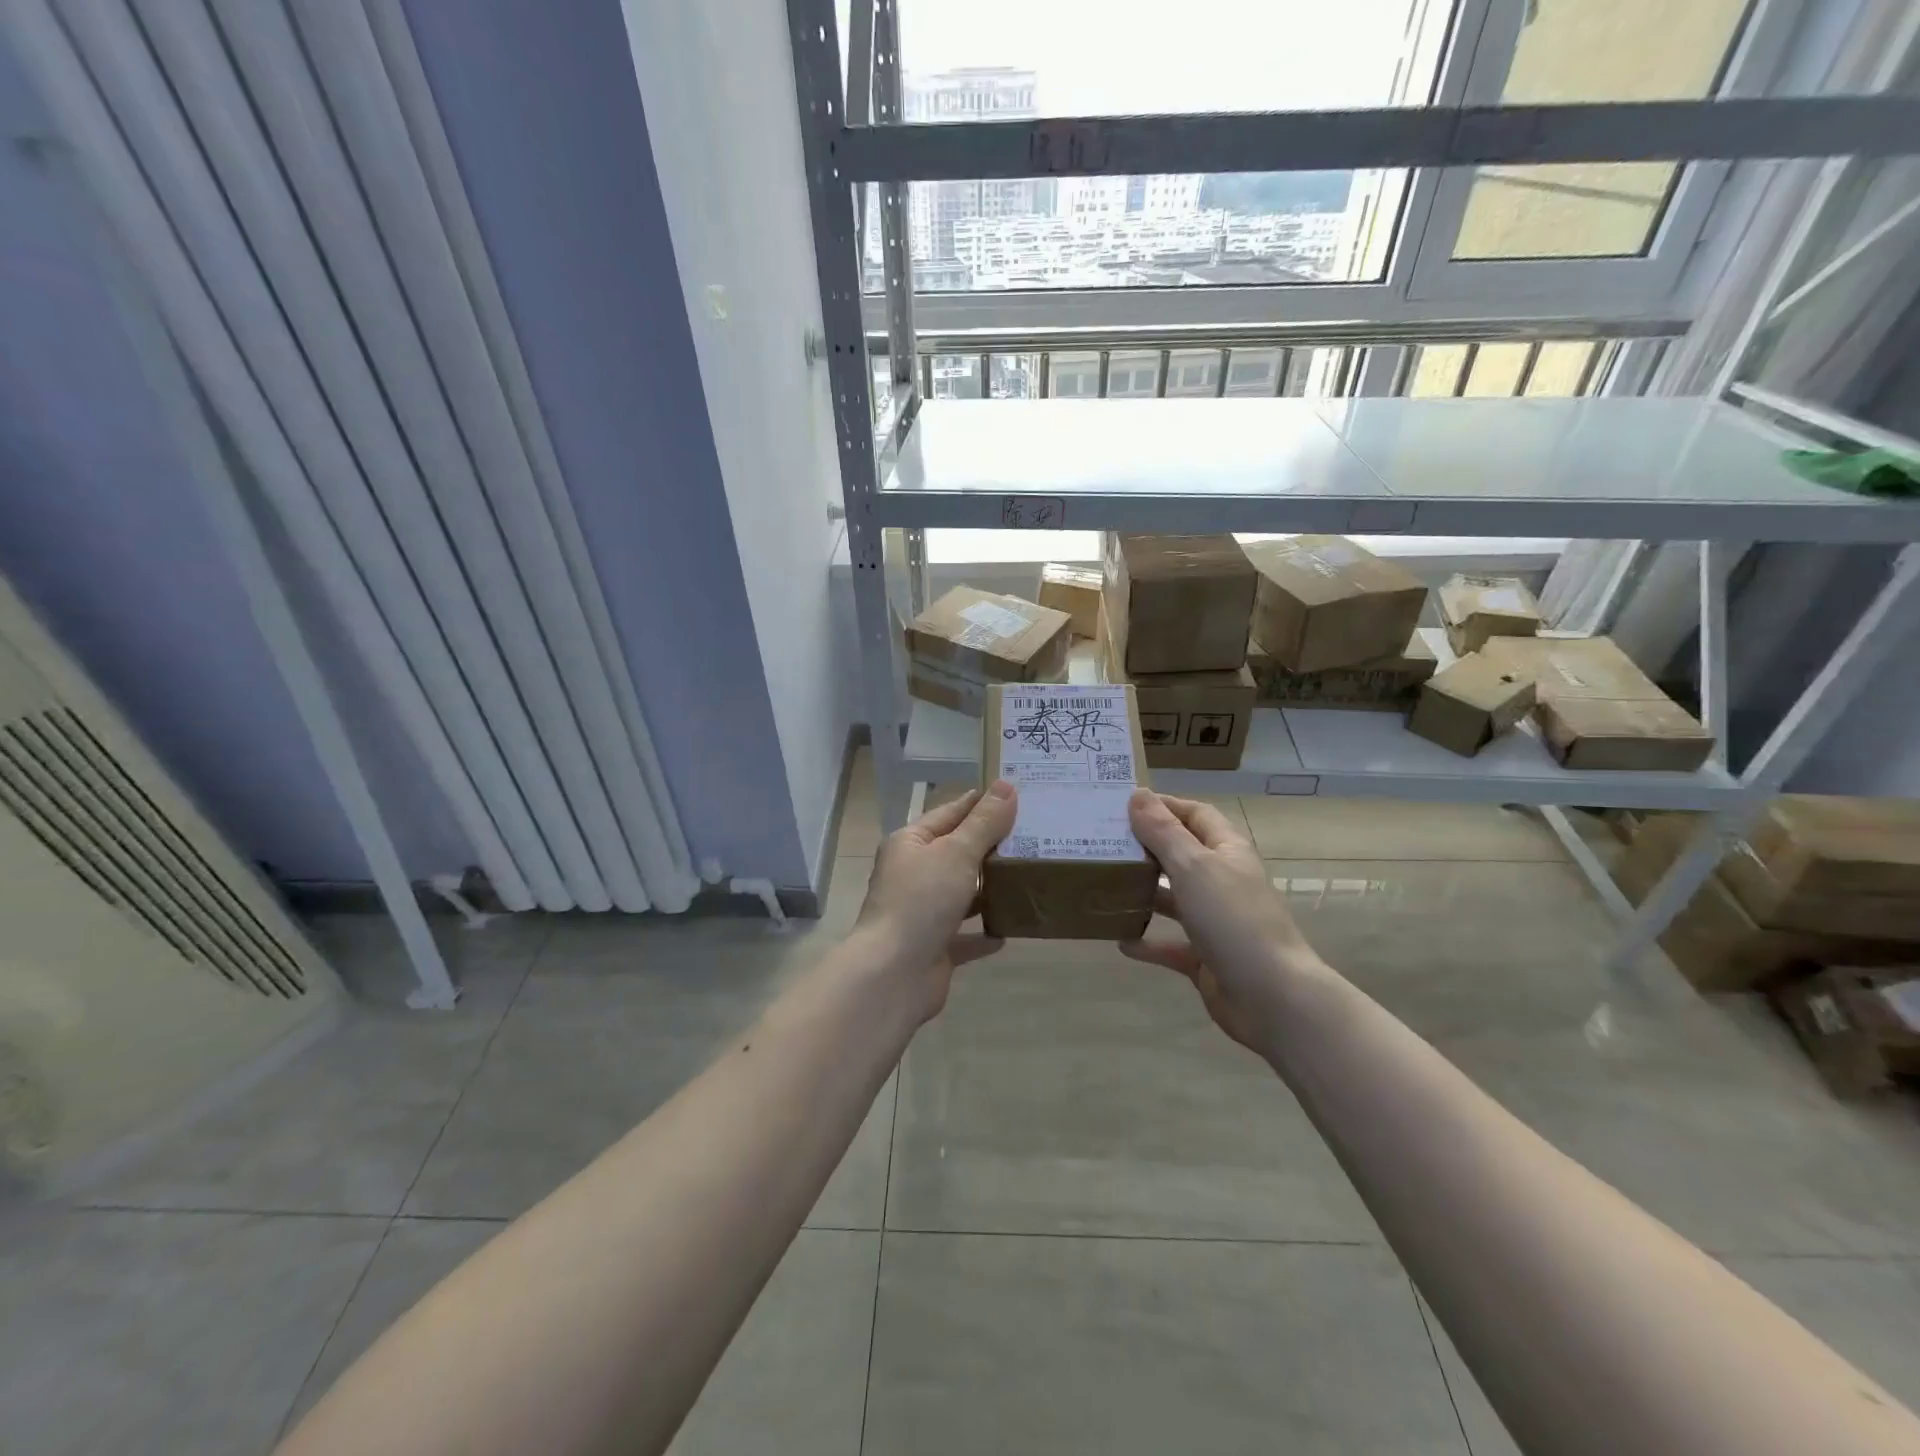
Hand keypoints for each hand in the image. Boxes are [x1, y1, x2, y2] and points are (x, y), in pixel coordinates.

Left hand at [854, 781, 1017, 1018]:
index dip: (980, 803)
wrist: (893, 974)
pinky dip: (985, 931)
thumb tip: (1006, 786)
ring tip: (1030, 876)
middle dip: (992, 846)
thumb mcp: (956, 853)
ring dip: (990, 888)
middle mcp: (913, 874)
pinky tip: (1012, 927)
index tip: (1016, 795)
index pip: (950, 813)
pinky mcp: (934, 947)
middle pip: (957, 853)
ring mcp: (922, 913)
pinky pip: (966, 934)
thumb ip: (984, 823)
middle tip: (1036, 834)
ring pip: (962, 893)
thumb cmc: (921, 901)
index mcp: (910, 844)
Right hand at [1119, 792, 1322, 1052]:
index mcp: (1227, 851)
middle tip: (1103, 842)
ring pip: (1174, 899)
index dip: (1164, 805)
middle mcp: (1222, 881)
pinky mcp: (1206, 957)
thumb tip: (1138, 794)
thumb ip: (1163, 832)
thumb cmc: (1233, 919)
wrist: (1272, 998)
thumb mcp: (1193, 867)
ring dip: (1144, 892)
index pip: (1195, 814)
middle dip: (1146, 847)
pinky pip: (1171, 944)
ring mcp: (1215, 921)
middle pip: (1181, 854)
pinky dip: (1148, 942)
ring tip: (1105, 886)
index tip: (1122, 805)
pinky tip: (1120, 941)